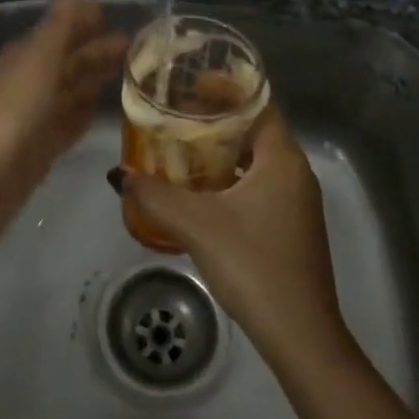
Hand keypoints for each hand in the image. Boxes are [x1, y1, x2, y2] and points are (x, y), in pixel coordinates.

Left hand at [0, 0, 126, 253]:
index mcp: (26, 54)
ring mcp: (37, 114)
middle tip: (139, 44)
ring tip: (133, 71)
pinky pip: (70, 120)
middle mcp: (31, 79)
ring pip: (73, 88)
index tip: (116, 14)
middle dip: (99, 49)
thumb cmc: (13, 111)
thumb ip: (59, 25)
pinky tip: (103, 108)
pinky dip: (86, 111)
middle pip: (70, 58)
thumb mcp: (39, 60)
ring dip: (97, 78)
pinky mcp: (44, 145)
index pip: (61, 28)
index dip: (85, 19)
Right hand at [120, 109, 349, 366]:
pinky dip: (231, 178)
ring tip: (182, 150)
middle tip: (177, 117)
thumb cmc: (253, 264)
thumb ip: (154, 195)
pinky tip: (201, 194)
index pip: (258, 103)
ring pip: (256, 160)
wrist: (300, 335)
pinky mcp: (291, 227)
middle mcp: (295, 173)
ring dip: (223, 151)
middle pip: (255, 129)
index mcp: (282, 158)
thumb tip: (119, 175)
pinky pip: (259, 185)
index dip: (226, 88)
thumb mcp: (196, 224)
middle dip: (217, 120)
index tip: (191, 84)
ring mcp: (296, 202)